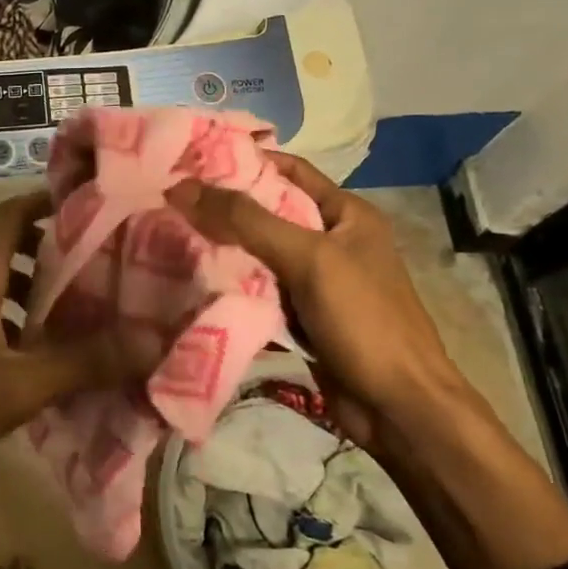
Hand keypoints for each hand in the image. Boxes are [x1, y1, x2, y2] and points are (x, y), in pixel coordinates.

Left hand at [0, 192, 156, 527]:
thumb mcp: (18, 386)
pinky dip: (11, 312)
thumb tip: (151, 341)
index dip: (46, 201)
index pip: (9, 213)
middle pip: (4, 241)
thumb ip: (83, 362)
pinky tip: (35, 347)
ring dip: (30, 282)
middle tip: (95, 259)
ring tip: (76, 303)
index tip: (90, 205)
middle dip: (49, 244)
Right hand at [172, 157, 567, 568]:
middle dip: (223, 206)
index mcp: (346, 214)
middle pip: (268, 211)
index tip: (191, 159)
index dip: (243, 160)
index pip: (288, 170)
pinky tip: (194, 279)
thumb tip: (180, 187)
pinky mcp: (302, 316)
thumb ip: (245, 221)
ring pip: (259, 252)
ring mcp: (316, 281)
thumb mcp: (307, 259)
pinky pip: (259, 289)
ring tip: (169, 232)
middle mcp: (331, 240)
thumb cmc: (364, 321)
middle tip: (169, 199)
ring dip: (223, 247)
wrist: (399, 408)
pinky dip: (232, 283)